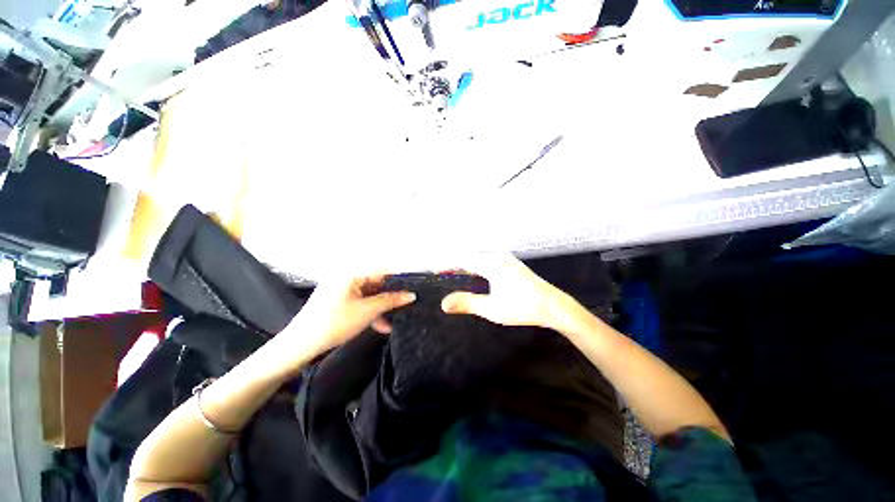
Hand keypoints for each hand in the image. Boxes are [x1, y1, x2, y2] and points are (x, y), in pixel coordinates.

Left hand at [283, 274, 415, 356]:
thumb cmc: (334, 323)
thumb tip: (411, 295)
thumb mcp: (367, 311)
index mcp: (351, 273)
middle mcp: (347, 277)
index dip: (399, 278)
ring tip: (396, 318)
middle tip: (407, 303)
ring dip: (383, 306)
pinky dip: (372, 312)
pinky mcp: (340, 301)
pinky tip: (382, 325)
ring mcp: (343, 289)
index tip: (413, 286)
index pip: (382, 269)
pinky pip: (362, 302)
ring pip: (371, 294)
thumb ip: (391, 300)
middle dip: (391, 295)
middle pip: (377, 282)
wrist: (301, 345)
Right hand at [440, 253, 574, 329]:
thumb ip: (467, 303)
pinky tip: (476, 277)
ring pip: (479, 258)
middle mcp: (497, 257)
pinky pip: (487, 261)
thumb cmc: (522, 307)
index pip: (462, 259)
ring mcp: (506, 259)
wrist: (553, 305)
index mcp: (491, 264)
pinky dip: (476, 267)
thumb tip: (444, 303)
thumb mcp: (492, 309)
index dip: (446, 264)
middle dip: (454, 264)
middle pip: (470, 257)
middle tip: (442, 274)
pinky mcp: (511, 265)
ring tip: (455, 275)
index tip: (434, 270)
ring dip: (466, 265)